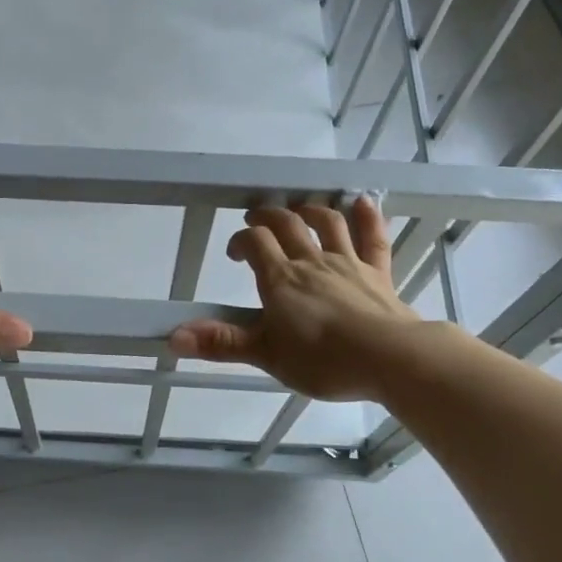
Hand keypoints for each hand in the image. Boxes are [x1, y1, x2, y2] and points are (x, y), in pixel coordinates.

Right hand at [170, 199, 420, 402]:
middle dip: (269, 216)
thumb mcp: (265, 355)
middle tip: (257, 216)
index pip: (255, 243)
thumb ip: (221, 343)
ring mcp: (348, 264)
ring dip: (311, 210)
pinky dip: (368, 218)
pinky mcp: (378, 274)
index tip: (234, 254)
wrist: (388, 358)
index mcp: (281, 280)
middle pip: (287, 225)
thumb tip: (173, 337)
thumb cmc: (322, 359)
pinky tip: (364, 202)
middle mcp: (312, 262)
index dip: (241, 241)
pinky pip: (373, 239)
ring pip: (328, 224)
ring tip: (300, 208)